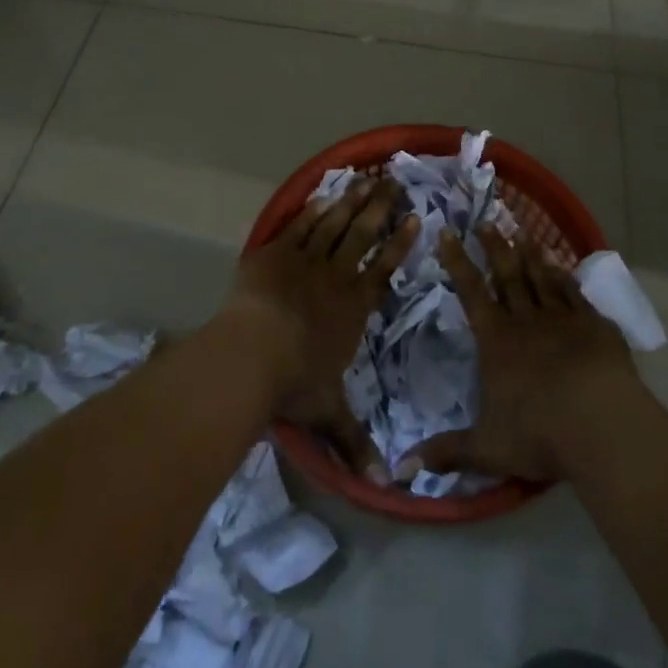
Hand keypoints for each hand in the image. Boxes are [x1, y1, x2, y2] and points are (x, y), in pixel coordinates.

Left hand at [224, 176, 417, 482]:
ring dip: (352, 202)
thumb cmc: (295, 382)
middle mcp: (335, 277)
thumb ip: (356, 443)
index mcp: (353, 309)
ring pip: (334, 224)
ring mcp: (305, 261)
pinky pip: (300, 225)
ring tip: (366, 180)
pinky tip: (324, 195)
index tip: (416, 219)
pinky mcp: (275, 253)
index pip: (384, 270)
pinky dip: (313, 209)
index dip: (400, 245)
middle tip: (395, 182)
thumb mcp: (329, 414)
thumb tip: (386, 487)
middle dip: (381, 209)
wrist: (251, 354)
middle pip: (363, 236)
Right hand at [399, 224, 637, 484]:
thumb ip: (446, 452)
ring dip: (530, 254)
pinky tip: (561, 266)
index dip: (457, 262)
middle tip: (487, 220)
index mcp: (497, 341)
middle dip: (495, 247)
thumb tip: (400, 469)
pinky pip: (574, 293)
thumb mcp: (486, 448)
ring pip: (541, 277)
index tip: (448, 233)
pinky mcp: (594, 325)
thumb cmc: (539, 434)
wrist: (601, 425)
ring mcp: (562, 318)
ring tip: (523, 232)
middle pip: (507, 274)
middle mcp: (526, 320)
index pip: (471, 292)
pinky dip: (565, 277)